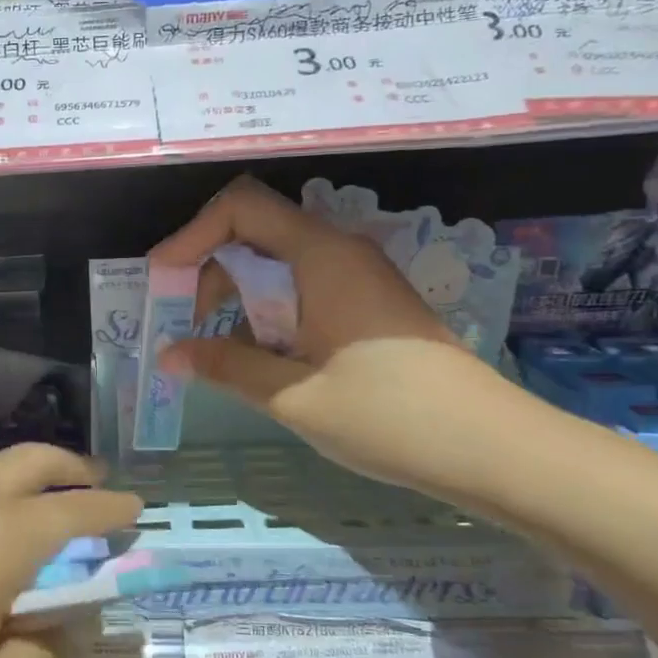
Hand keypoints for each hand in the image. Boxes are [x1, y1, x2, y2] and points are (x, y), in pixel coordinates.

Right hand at [151, 175, 507, 491]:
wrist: (494, 449)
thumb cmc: (390, 417)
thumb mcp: (294, 395)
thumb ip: (226, 367)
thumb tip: (169, 355)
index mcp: (322, 256)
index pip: (241, 208)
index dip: (192, 235)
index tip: (162, 280)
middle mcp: (340, 253)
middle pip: (255, 234)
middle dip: (208, 273)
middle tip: (185, 327)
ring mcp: (358, 279)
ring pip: (277, 266)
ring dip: (237, 300)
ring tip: (216, 352)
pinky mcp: (367, 307)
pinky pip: (302, 292)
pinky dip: (267, 316)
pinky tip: (259, 362)